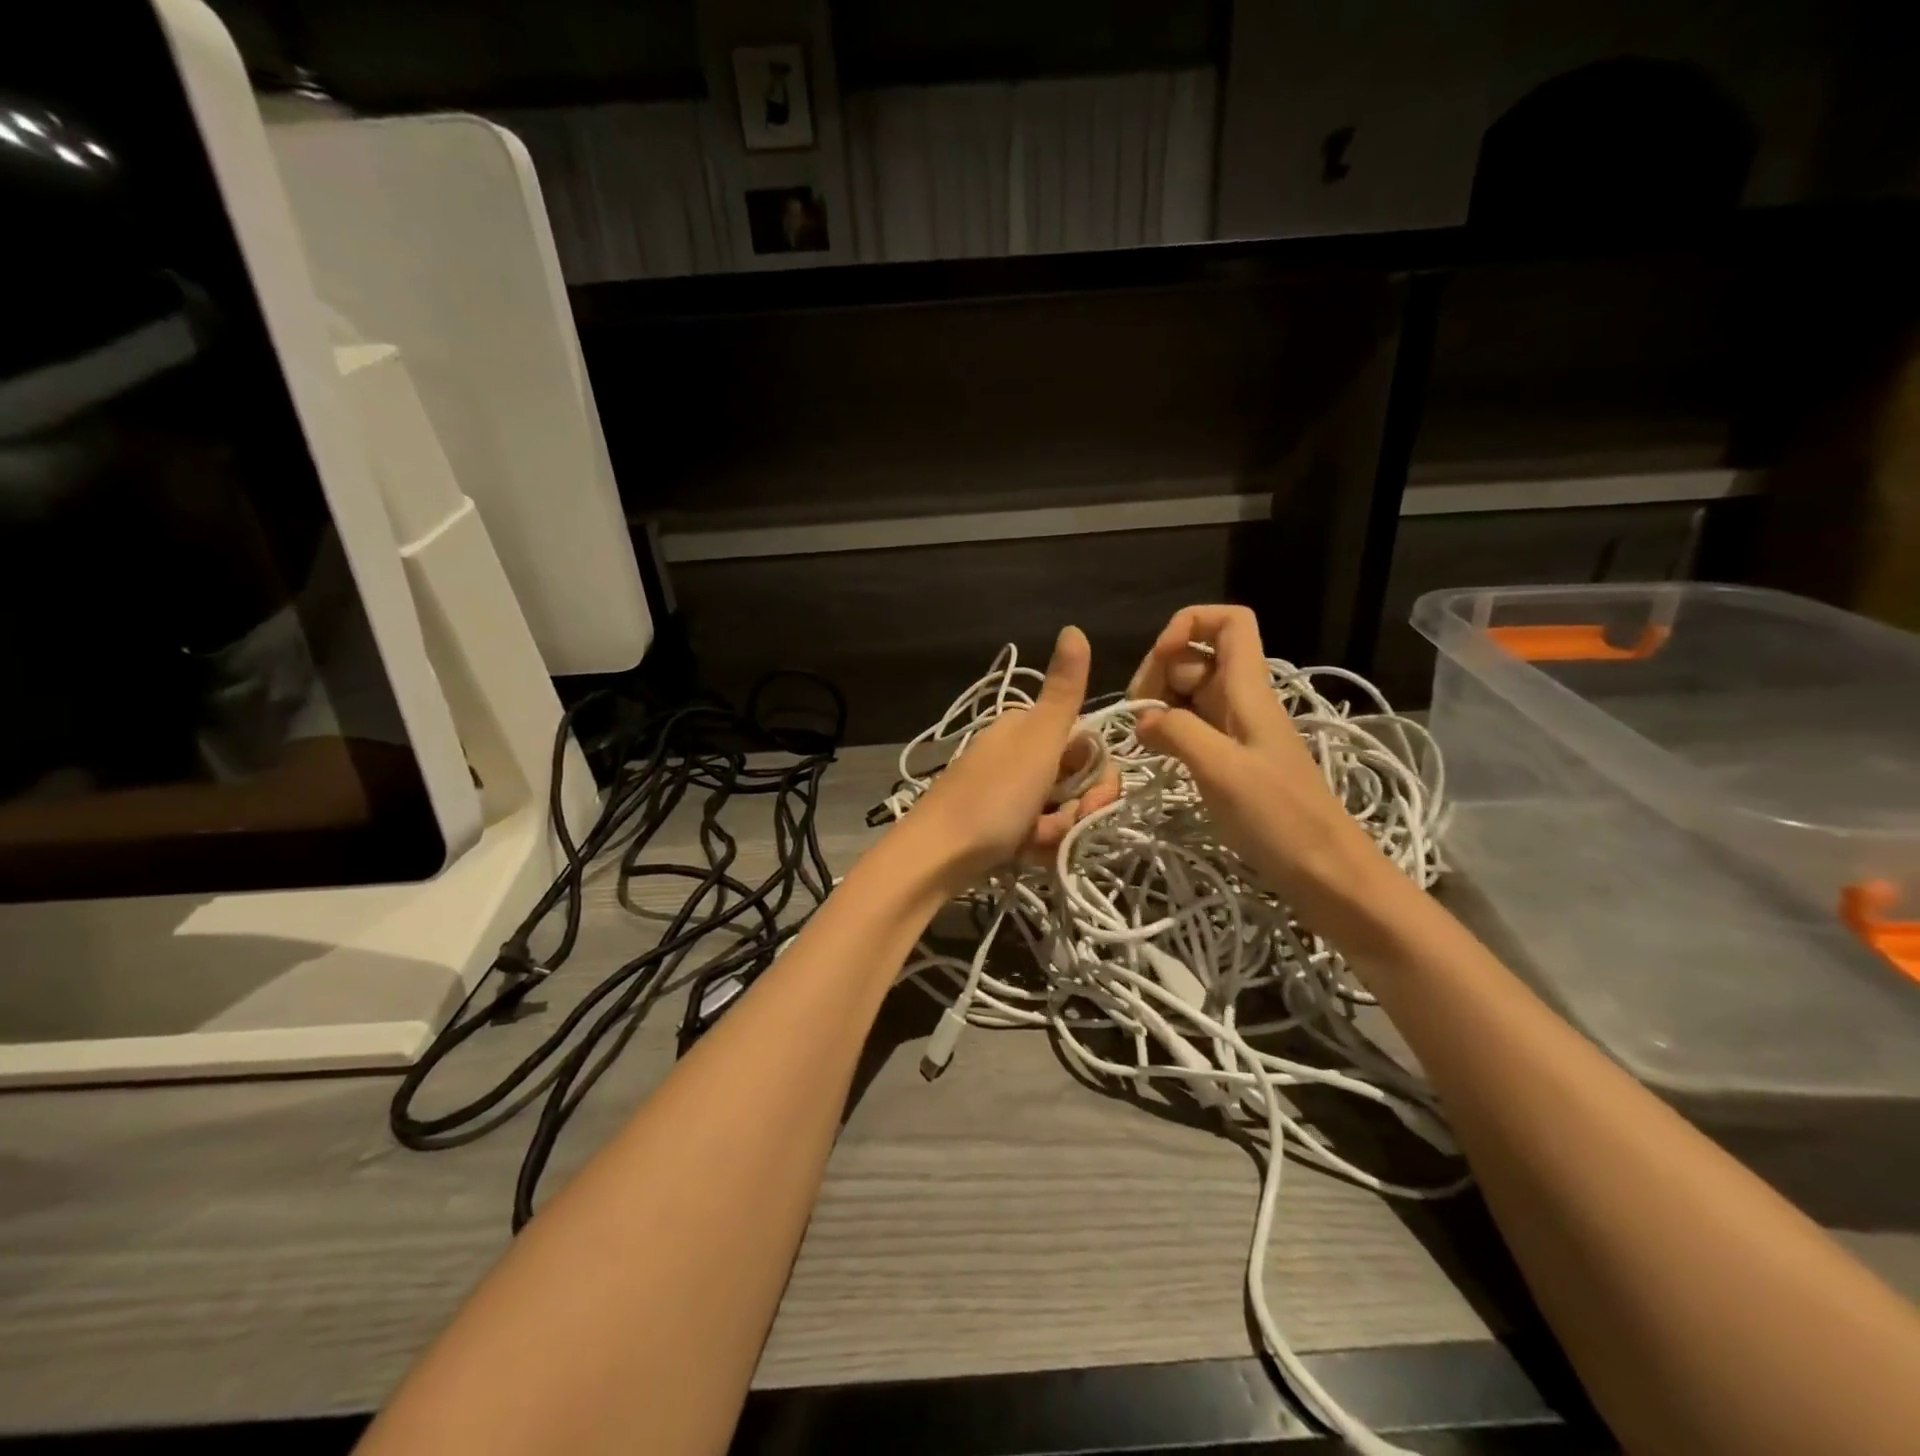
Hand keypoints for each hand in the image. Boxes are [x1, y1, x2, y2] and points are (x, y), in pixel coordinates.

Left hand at [896, 626, 1118, 891]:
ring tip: (1035, 842)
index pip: (1085, 744)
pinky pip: (1036, 832)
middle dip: (1078, 807)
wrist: (935, 856)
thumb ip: (1063, 692)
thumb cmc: (992, 798)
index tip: (1092, 797)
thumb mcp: (1037, 742)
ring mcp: (1005, 791)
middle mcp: (1015, 754)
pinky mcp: (997, 825)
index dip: (1097, 774)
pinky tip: (1024, 854)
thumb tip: (1073, 627)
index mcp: (1024, 728)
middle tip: (1061, 824)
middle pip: (1074, 780)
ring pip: (1058, 810)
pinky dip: (1037, 845)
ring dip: (1058, 830)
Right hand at [1129, 606, 1382, 912]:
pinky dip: (1169, 730)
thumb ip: (1178, 732)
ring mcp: (1236, 730)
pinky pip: (1192, 726)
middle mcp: (1242, 700)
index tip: (1161, 657)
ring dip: (1160, 702)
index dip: (1191, 624)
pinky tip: (1154, 753)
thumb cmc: (1279, 818)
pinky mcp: (1230, 759)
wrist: (1325, 872)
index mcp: (1249, 690)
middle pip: (1197, 656)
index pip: (1230, 622)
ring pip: (1190, 692)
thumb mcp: (1222, 769)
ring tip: (1142, 736)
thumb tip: (1143, 718)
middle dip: (1160, 669)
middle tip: (1140, 711)